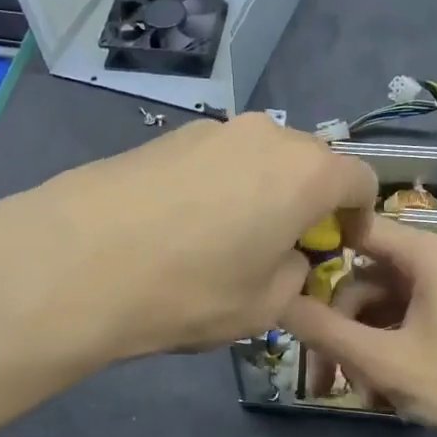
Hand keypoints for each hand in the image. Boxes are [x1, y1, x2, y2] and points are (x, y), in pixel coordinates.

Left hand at [0, 112, 377, 370]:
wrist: (77, 262)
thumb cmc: (190, 290)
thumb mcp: (263, 307)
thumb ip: (294, 275)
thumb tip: (286, 256)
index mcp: (306, 173)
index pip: (360, 179)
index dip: (358, 214)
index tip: (337, 244)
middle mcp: (266, 137)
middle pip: (309, 162)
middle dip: (308, 200)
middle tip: (283, 243)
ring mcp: (212, 129)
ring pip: (259, 157)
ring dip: (261, 189)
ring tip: (227, 236)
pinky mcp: (167, 136)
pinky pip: (216, 158)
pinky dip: (220, 184)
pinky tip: (183, 223)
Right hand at [279, 216, 436, 436]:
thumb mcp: (382, 360)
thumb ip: (323, 329)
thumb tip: (274, 300)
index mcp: (430, 255)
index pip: (360, 229)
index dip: (319, 248)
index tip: (285, 278)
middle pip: (367, 279)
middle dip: (341, 328)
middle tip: (323, 375)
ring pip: (382, 307)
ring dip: (361, 347)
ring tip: (357, 394)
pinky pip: (404, 321)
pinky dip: (386, 350)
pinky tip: (378, 392)